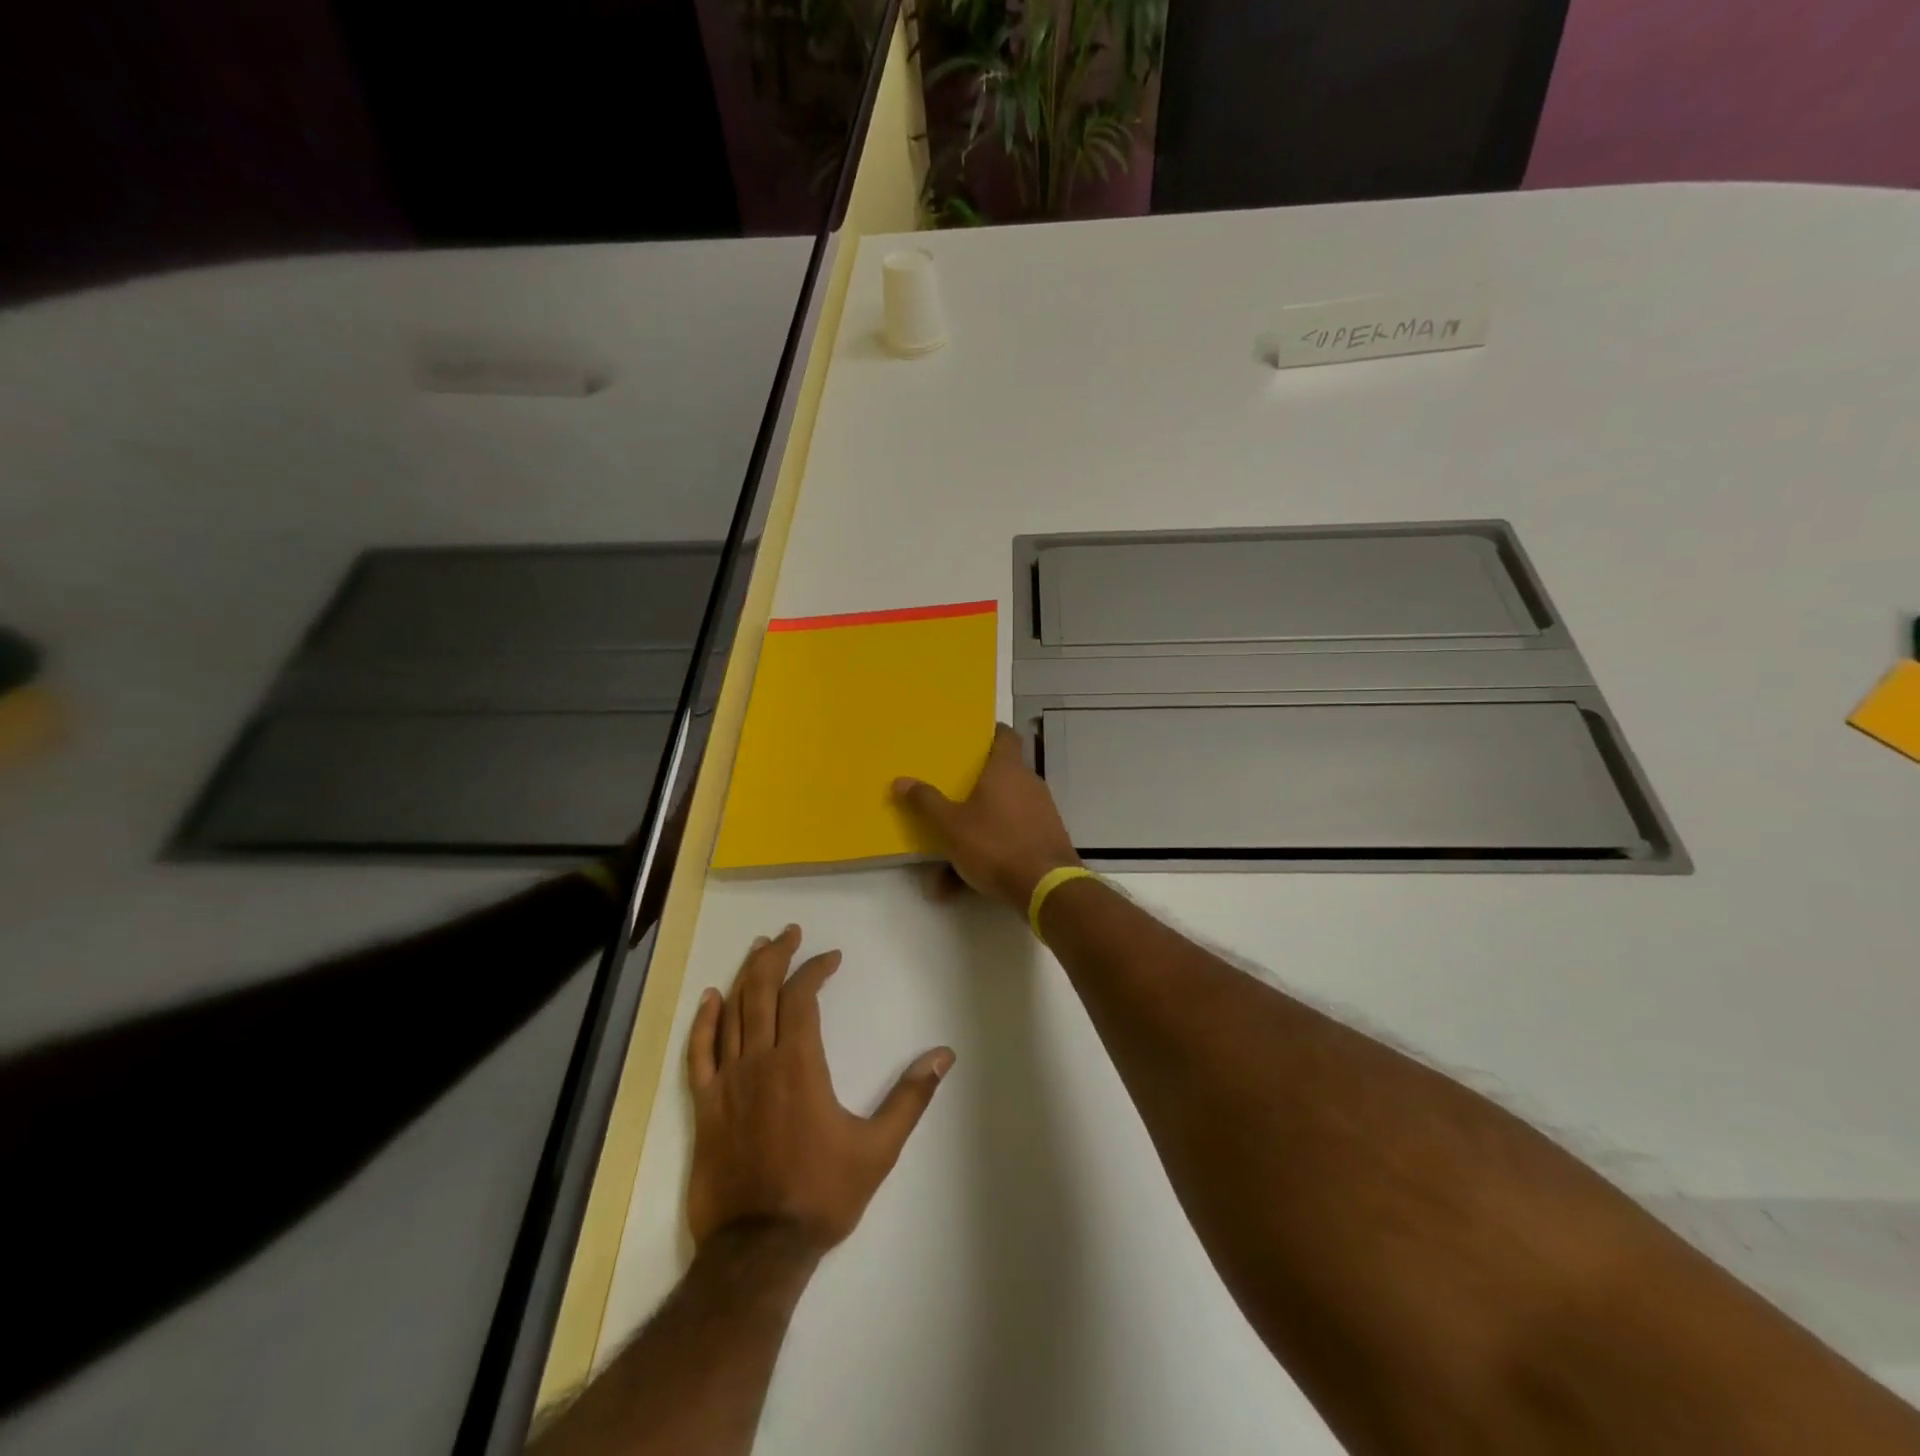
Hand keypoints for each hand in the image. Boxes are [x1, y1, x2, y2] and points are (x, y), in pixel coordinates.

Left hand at [685, 925, 953, 1255]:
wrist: (758, 1251)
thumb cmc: (821, 1195)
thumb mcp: (878, 1148)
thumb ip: (911, 1097)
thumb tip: (944, 1055)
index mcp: (799, 1064)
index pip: (801, 997)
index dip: (815, 970)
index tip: (831, 958)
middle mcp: (759, 1061)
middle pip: (762, 992)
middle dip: (776, 957)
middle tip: (788, 933)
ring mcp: (726, 1082)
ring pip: (731, 1013)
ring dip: (744, 976)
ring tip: (758, 949)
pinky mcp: (705, 1106)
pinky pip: (698, 1053)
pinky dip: (703, 1022)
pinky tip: (710, 999)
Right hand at [892, 723, 1082, 910]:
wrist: (1046, 887)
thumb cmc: (995, 845)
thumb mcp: (950, 826)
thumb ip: (926, 802)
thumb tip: (900, 780)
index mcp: (1007, 769)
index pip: (1005, 735)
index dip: (990, 733)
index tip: (972, 738)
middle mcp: (1028, 784)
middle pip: (1000, 777)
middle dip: (973, 790)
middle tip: (949, 797)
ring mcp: (1041, 812)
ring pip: (1001, 814)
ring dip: (975, 832)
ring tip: (946, 860)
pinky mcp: (1046, 839)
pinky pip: (1010, 839)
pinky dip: (989, 854)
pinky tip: (964, 884)